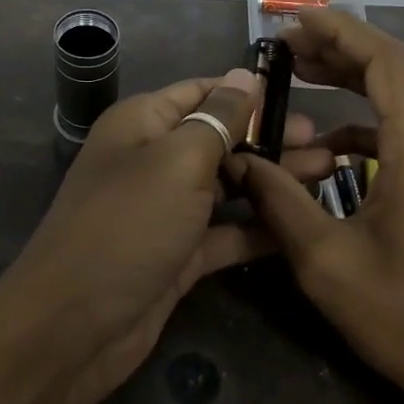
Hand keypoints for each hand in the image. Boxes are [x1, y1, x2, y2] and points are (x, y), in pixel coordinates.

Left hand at [0, 68, 309, 403]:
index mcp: (143, 124)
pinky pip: (226, 232)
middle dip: (271, 138)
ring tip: (329, 174)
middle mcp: (154, 160)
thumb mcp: (177, 162)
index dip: (250, 92)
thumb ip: (219, 118)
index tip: (302, 96)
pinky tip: (302, 223)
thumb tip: (247, 74)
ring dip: (273, 180)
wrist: (73, 329)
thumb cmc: (127, 227)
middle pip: (221, 138)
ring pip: (229, 185)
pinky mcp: (179, 254)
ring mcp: (167, 210)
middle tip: (328, 144)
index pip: (204, 92)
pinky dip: (259, 227)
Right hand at [232, 10, 403, 403]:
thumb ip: (278, 199)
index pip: (385, 61)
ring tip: (304, 84)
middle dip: (342, 53)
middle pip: (398, 72)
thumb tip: (239, 160)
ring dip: (357, 88)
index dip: (339, 32)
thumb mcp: (325, 261)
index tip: (293, 22)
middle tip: (287, 51)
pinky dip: (374, 128)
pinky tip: (334, 152)